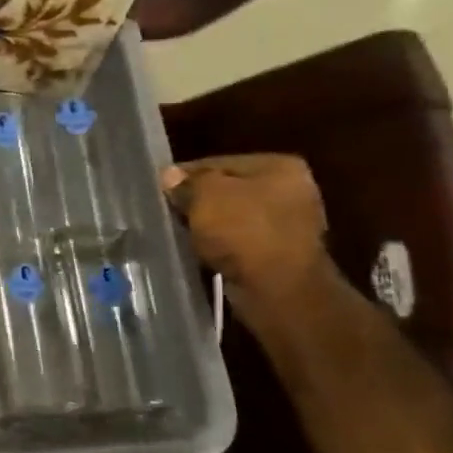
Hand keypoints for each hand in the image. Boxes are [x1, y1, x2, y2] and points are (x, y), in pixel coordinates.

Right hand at [161, 155, 334, 324]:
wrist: (278, 289)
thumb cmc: (244, 231)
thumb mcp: (206, 196)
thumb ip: (187, 182)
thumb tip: (170, 176)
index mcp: (280, 166)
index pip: (219, 163)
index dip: (186, 175)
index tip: (160, 190)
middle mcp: (292, 191)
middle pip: (229, 191)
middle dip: (199, 202)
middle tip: (168, 212)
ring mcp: (290, 225)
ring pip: (234, 219)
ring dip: (210, 227)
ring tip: (180, 234)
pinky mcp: (282, 255)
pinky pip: (241, 243)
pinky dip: (222, 247)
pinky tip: (202, 253)